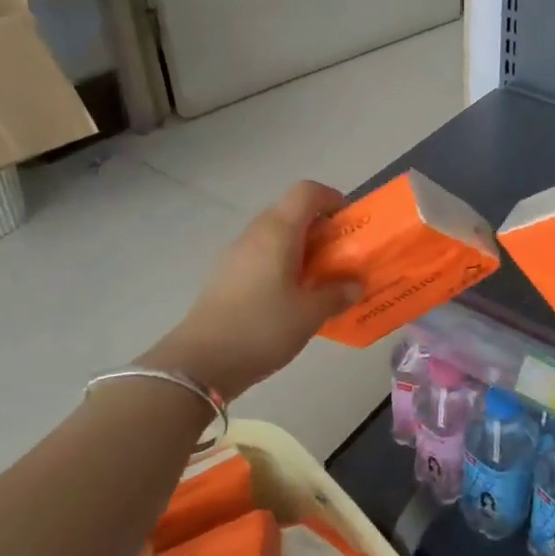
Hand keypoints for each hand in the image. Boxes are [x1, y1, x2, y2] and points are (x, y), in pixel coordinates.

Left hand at [141, 181, 360, 399]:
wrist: (199, 363)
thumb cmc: (262, 328)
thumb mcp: (310, 314)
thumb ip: (337, 294)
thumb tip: (354, 285)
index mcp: (279, 232)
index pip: (307, 192)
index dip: (332, 199)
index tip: (348, 224)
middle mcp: (255, 234)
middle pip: (290, 212)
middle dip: (319, 228)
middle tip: (340, 256)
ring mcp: (235, 254)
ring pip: (274, 236)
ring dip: (300, 248)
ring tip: (318, 280)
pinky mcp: (224, 276)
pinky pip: (260, 256)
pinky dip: (281, 265)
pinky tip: (289, 298)